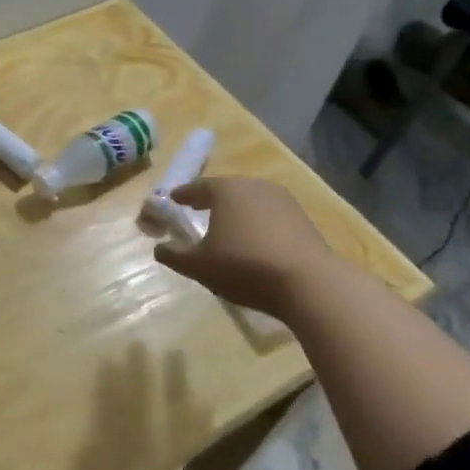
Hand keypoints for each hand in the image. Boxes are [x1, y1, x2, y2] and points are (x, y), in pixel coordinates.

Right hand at [153, 177, 336, 317]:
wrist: (309, 283)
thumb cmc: (244, 266)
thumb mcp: (198, 266)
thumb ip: (174, 255)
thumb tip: (159, 248)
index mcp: (226, 190)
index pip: (197, 187)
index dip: (182, 194)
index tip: (173, 199)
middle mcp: (254, 186)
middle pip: (226, 189)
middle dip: (210, 200)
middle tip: (197, 209)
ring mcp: (283, 201)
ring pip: (250, 201)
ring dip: (236, 212)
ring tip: (226, 228)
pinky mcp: (303, 219)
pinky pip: (270, 216)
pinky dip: (257, 224)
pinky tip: (254, 241)